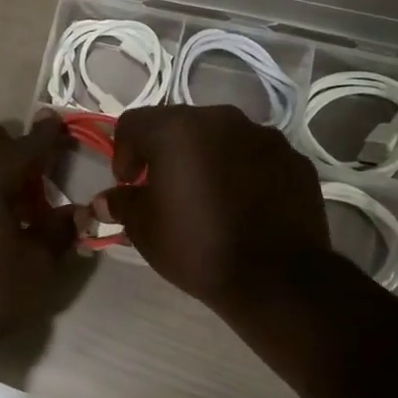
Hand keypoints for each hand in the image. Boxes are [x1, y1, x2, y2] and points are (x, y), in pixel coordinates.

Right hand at [91, 105, 331, 313]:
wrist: (276, 278)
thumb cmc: (197, 246)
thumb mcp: (144, 229)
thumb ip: (121, 204)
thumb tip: (104, 200)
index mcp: (177, 129)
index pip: (133, 123)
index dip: (122, 153)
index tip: (129, 186)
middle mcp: (221, 119)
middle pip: (179, 125)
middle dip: (165, 153)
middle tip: (163, 190)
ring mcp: (263, 135)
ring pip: (220, 138)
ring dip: (206, 159)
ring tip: (207, 198)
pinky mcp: (293, 158)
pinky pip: (255, 156)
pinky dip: (242, 171)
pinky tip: (243, 205)